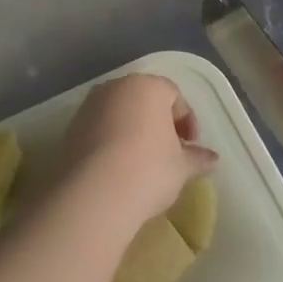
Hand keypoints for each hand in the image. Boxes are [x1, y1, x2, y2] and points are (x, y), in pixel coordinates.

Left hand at [61, 74, 216, 227]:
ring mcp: (89, 107)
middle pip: (145, 101)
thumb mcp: (181, 167)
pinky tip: (118, 170)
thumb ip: (197, 158)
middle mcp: (116, 88)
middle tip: (169, 153)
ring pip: (119, 114)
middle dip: (159, 124)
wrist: (92, 195)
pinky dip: (111, 143)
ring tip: (142, 164)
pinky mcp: (69, 129)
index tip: (191, 148)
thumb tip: (212, 159)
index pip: (174, 96)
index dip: (187, 122)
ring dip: (133, 132)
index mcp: (148, 87)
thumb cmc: (148, 170)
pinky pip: (99, 130)